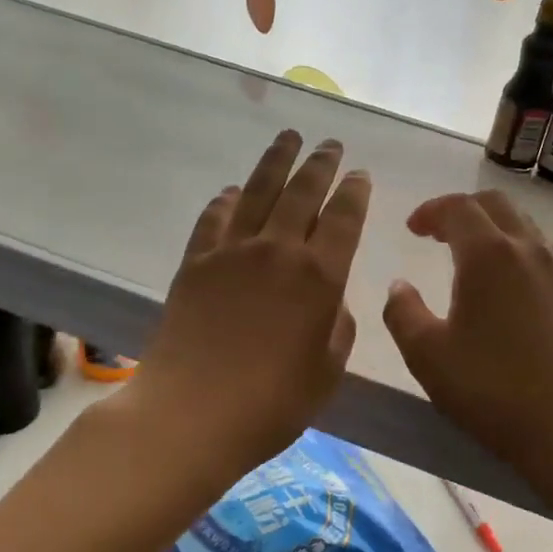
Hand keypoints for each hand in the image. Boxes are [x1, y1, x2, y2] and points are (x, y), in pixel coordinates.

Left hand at [127, 130, 370, 485]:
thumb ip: (337, 327)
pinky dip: (226, 200)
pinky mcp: (195, 264)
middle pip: (303, 192)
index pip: (344, 218)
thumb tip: (329, 300)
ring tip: (288, 137)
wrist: (192, 414)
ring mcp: (231, 253)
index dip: (355, 192)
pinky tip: (233, 192)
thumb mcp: (327, 370)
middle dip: (321, 164)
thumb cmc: (272, 403)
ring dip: (276, 162)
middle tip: (330, 144)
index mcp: (319, 277)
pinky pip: (214, 219)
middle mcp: (278, 251)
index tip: (360, 173)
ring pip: (258, 192)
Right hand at [383, 190, 552, 488]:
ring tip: (468, 256)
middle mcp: (528, 250)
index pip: (458, 208)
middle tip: (437, 234)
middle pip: (495, 205)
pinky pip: (540, 251)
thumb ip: (403, 312)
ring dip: (491, 228)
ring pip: (523, 226)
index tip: (412, 229)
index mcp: (489, 255)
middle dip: (461, 210)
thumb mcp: (426, 355)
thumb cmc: (490, 389)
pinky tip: (503, 285)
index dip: (430, 211)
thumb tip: (400, 286)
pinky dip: (514, 249)